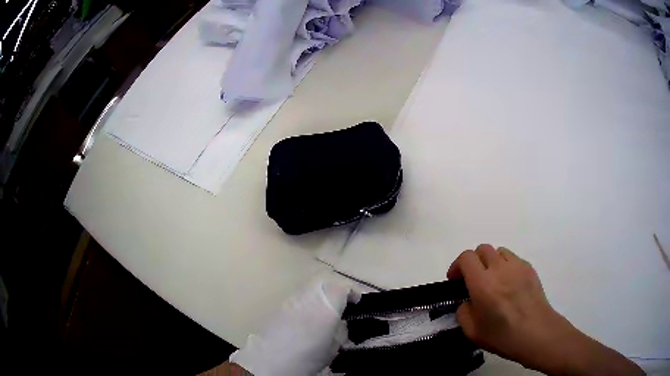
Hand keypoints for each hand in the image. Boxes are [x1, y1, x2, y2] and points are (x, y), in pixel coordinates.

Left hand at [229, 280, 355, 375]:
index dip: (353, 291)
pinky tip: (307, 316)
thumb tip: (340, 324)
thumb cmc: (306, 358)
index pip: (342, 288)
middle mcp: (308, 298)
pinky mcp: (279, 306)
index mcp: (325, 308)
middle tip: (342, 303)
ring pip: (310, 287)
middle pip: (325, 282)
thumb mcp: (331, 349)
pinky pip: (298, 296)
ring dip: (321, 294)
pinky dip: (307, 301)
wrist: (269, 362)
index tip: (357, 301)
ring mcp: (291, 300)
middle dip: (336, 289)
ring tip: (325, 310)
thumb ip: (339, 332)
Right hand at [448, 244, 642, 375]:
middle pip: (485, 248)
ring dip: (492, 261)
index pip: (468, 258)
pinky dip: (507, 264)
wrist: (548, 338)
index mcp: (489, 286)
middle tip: (473, 282)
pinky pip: (515, 257)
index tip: (455, 280)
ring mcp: (522, 267)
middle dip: (474, 260)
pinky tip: (512, 284)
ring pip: (501, 249)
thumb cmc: (512, 340)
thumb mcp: (479, 334)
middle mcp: (506, 270)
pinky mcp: (534, 270)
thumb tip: (467, 302)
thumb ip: (467, 313)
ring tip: (494, 283)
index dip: (458, 265)